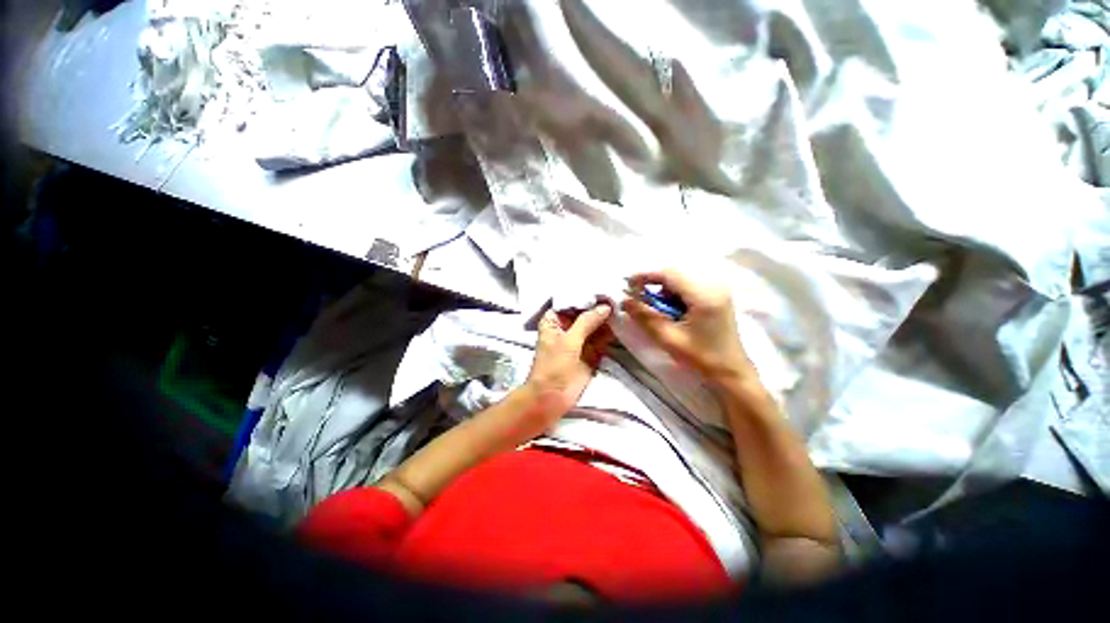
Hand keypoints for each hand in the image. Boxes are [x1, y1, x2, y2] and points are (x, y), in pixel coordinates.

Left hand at [524, 303, 613, 419]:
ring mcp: (580, 340)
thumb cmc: (553, 366)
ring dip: (607, 319)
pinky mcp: (591, 352)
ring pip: (595, 325)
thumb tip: (605, 306)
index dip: (587, 295)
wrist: (552, 398)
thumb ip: (586, 322)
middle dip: (600, 306)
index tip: (605, 286)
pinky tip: (623, 323)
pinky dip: (611, 333)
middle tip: (620, 294)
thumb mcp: (568, 341)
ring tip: (624, 306)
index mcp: (555, 320)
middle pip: (586, 313)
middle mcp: (568, 327)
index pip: (572, 301)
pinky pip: (602, 339)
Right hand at [622, 269, 753, 385]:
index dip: (645, 275)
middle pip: (675, 273)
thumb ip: (645, 316)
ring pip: (681, 278)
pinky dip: (674, 294)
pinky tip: (672, 310)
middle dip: (653, 283)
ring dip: (664, 289)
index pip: (669, 273)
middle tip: (639, 297)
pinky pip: (689, 285)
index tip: (627, 283)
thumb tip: (625, 299)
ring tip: (657, 309)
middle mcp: (713, 285)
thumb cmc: (701, 357)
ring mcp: (717, 289)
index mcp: (704, 295)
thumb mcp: (668, 338)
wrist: (730, 371)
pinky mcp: (717, 295)